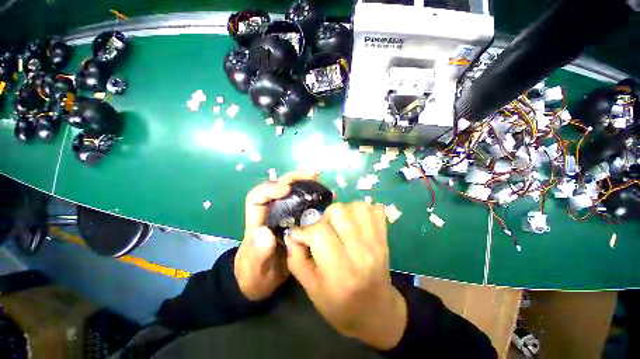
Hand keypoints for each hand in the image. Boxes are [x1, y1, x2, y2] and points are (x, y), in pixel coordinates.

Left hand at [234, 170, 318, 300]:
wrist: (263, 283)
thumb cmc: (255, 275)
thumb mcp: (255, 268)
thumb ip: (258, 253)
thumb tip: (265, 232)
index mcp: (257, 221)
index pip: (257, 197)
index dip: (270, 188)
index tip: (287, 188)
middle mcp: (271, 213)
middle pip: (279, 189)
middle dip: (294, 179)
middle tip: (312, 173)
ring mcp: (285, 216)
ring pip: (293, 194)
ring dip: (306, 184)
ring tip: (320, 178)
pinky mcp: (296, 222)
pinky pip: (305, 205)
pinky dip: (315, 198)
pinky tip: (327, 196)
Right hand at [285, 202, 407, 349]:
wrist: (377, 312)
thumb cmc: (340, 306)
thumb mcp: (312, 290)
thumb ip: (297, 260)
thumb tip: (291, 234)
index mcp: (340, 272)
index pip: (319, 232)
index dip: (304, 230)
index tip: (301, 235)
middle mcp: (361, 253)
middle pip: (338, 212)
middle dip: (323, 218)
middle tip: (323, 230)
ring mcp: (376, 243)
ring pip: (355, 206)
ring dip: (342, 211)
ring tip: (338, 225)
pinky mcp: (384, 237)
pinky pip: (373, 209)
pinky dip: (360, 210)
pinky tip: (354, 221)